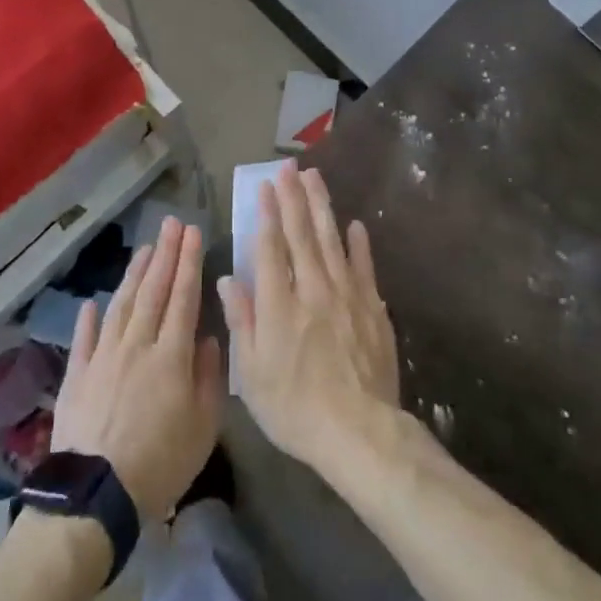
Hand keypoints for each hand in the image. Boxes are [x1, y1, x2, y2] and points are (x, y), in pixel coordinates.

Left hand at [51, 217, 224, 517]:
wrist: (96, 496)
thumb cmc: (160, 464)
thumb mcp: (203, 427)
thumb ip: (208, 377)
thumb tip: (206, 338)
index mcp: (170, 356)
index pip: (183, 297)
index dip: (189, 263)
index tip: (194, 233)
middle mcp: (136, 345)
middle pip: (153, 291)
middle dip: (165, 254)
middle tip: (172, 223)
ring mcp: (103, 357)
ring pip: (121, 305)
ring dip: (135, 274)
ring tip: (145, 248)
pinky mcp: (77, 375)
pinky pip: (85, 338)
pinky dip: (90, 317)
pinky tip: (94, 301)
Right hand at [219, 164, 400, 470]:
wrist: (359, 433)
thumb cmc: (295, 409)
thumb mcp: (252, 374)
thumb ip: (241, 321)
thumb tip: (227, 278)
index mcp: (279, 304)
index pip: (270, 247)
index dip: (266, 214)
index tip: (264, 187)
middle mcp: (313, 289)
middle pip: (302, 234)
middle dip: (294, 197)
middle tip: (290, 168)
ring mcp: (347, 296)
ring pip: (332, 240)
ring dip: (322, 207)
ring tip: (316, 178)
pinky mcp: (373, 309)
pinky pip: (364, 268)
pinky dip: (359, 244)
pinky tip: (355, 224)